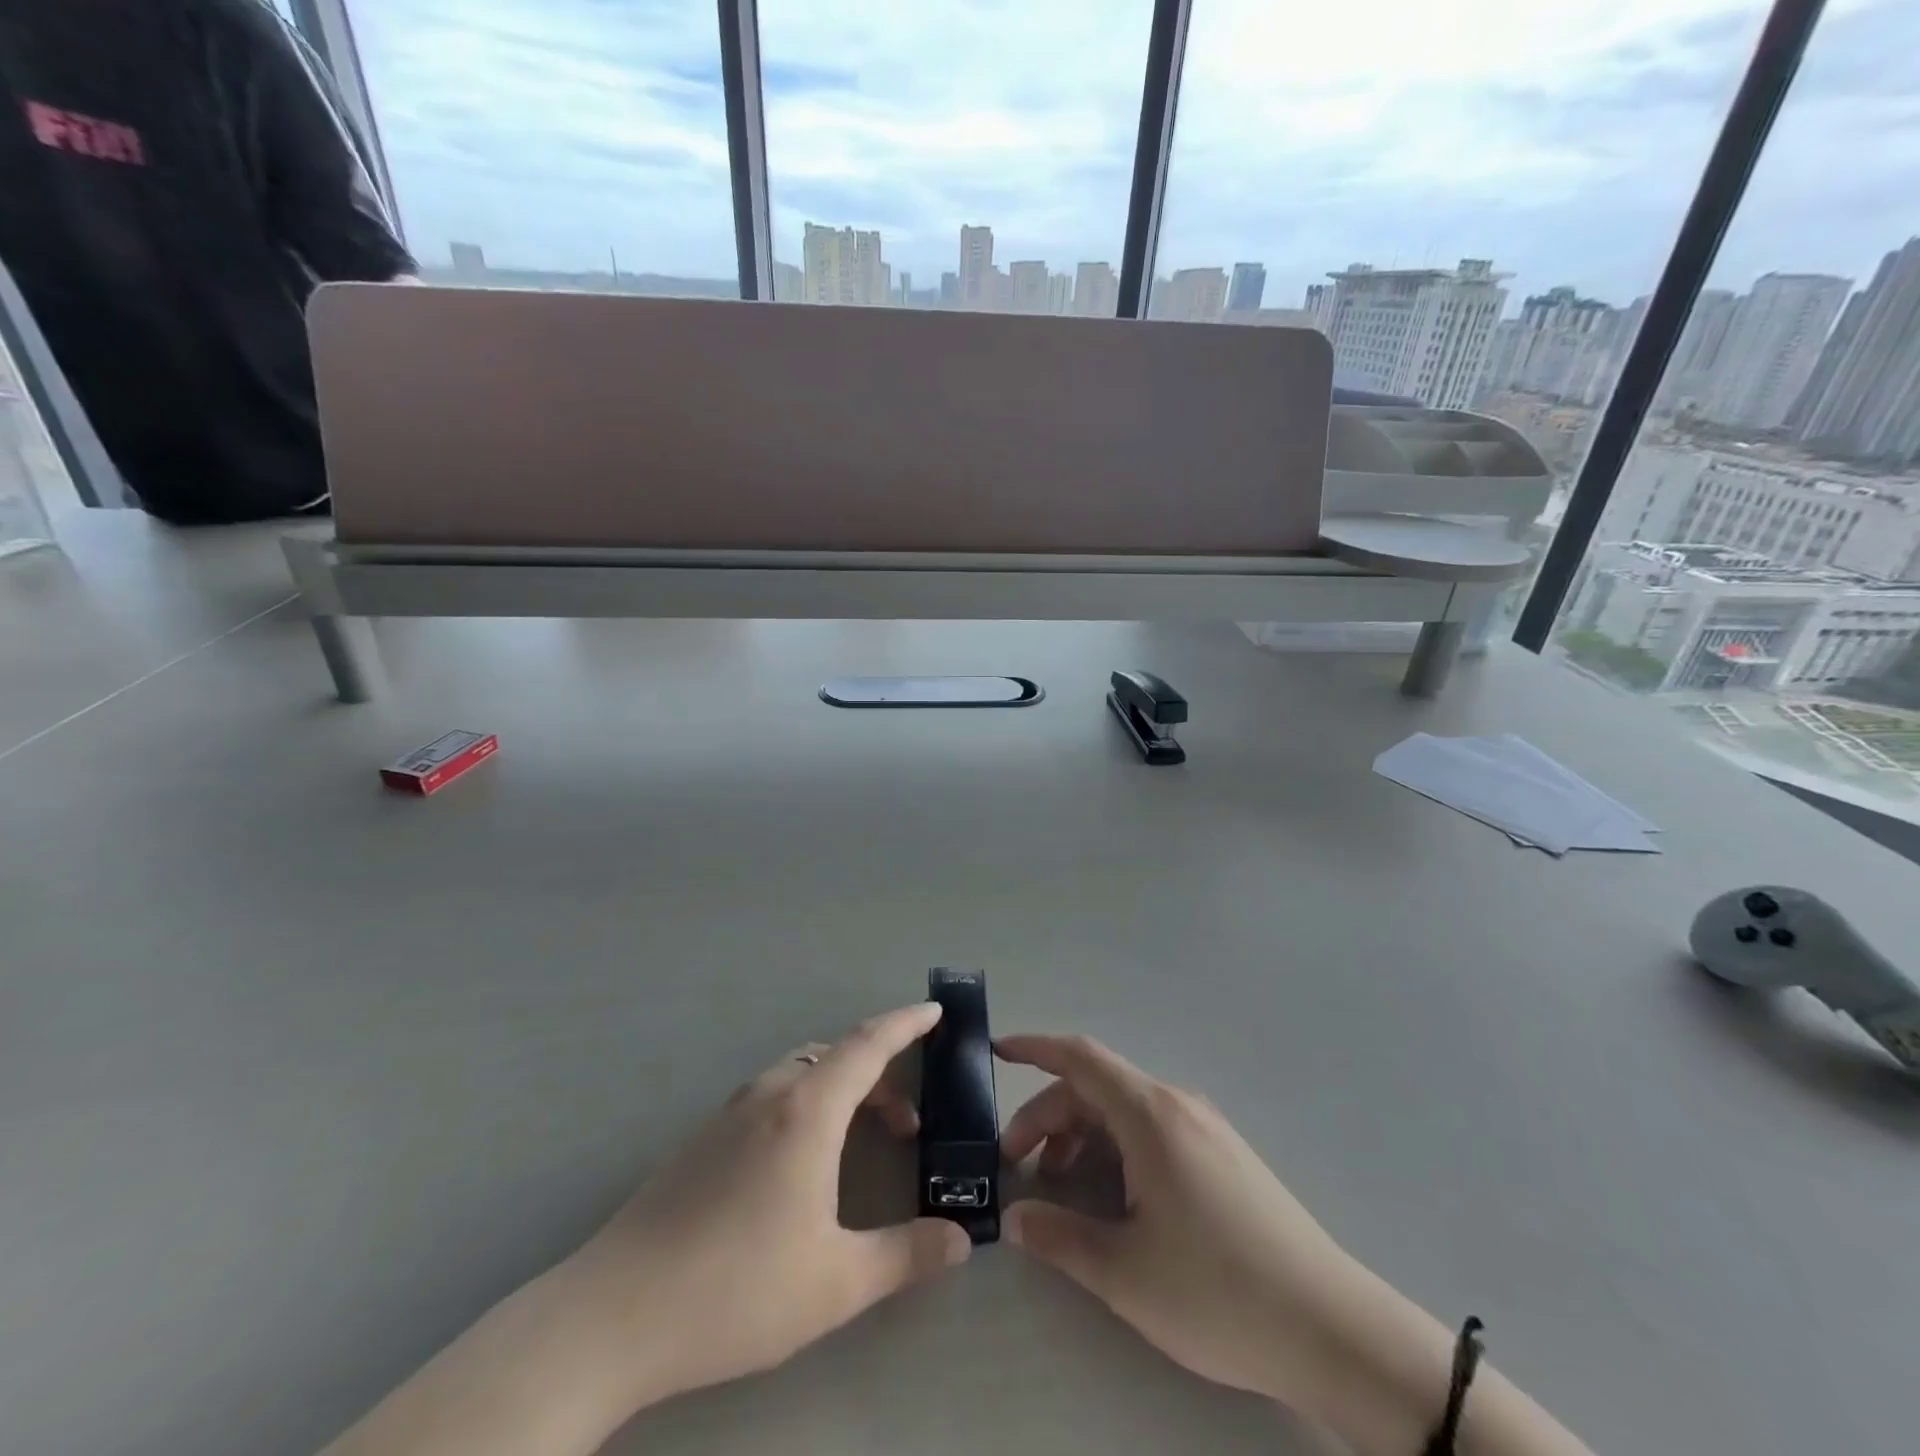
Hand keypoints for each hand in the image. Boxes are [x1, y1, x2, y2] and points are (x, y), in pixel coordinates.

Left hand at [576, 1001, 970, 1405]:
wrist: (614, 1315)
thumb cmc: (737, 1289)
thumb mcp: (836, 1283)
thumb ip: (905, 1256)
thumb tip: (960, 1240)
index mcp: (806, 1112)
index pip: (868, 1045)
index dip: (906, 1023)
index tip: (935, 1011)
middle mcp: (769, 1095)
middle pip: (836, 1057)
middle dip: (880, 1075)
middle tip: (906, 1125)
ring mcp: (729, 1113)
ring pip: (799, 1073)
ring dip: (840, 1089)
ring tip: (858, 1140)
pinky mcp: (702, 1138)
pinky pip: (771, 1095)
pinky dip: (805, 1103)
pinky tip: (799, 1164)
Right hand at [998, 1034, 1372, 1404]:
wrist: (1332, 1328)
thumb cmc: (1218, 1291)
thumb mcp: (1126, 1272)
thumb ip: (1060, 1237)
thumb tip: (1016, 1218)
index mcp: (1151, 1115)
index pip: (1081, 1057)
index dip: (1034, 1048)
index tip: (996, 1052)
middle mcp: (1177, 1105)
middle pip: (1096, 1087)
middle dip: (1048, 1115)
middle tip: (1017, 1164)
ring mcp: (1205, 1128)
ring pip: (1124, 1110)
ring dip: (1081, 1134)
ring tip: (1060, 1184)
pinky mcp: (1223, 1154)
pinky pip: (1151, 1129)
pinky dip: (1115, 1146)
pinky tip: (1112, 1195)